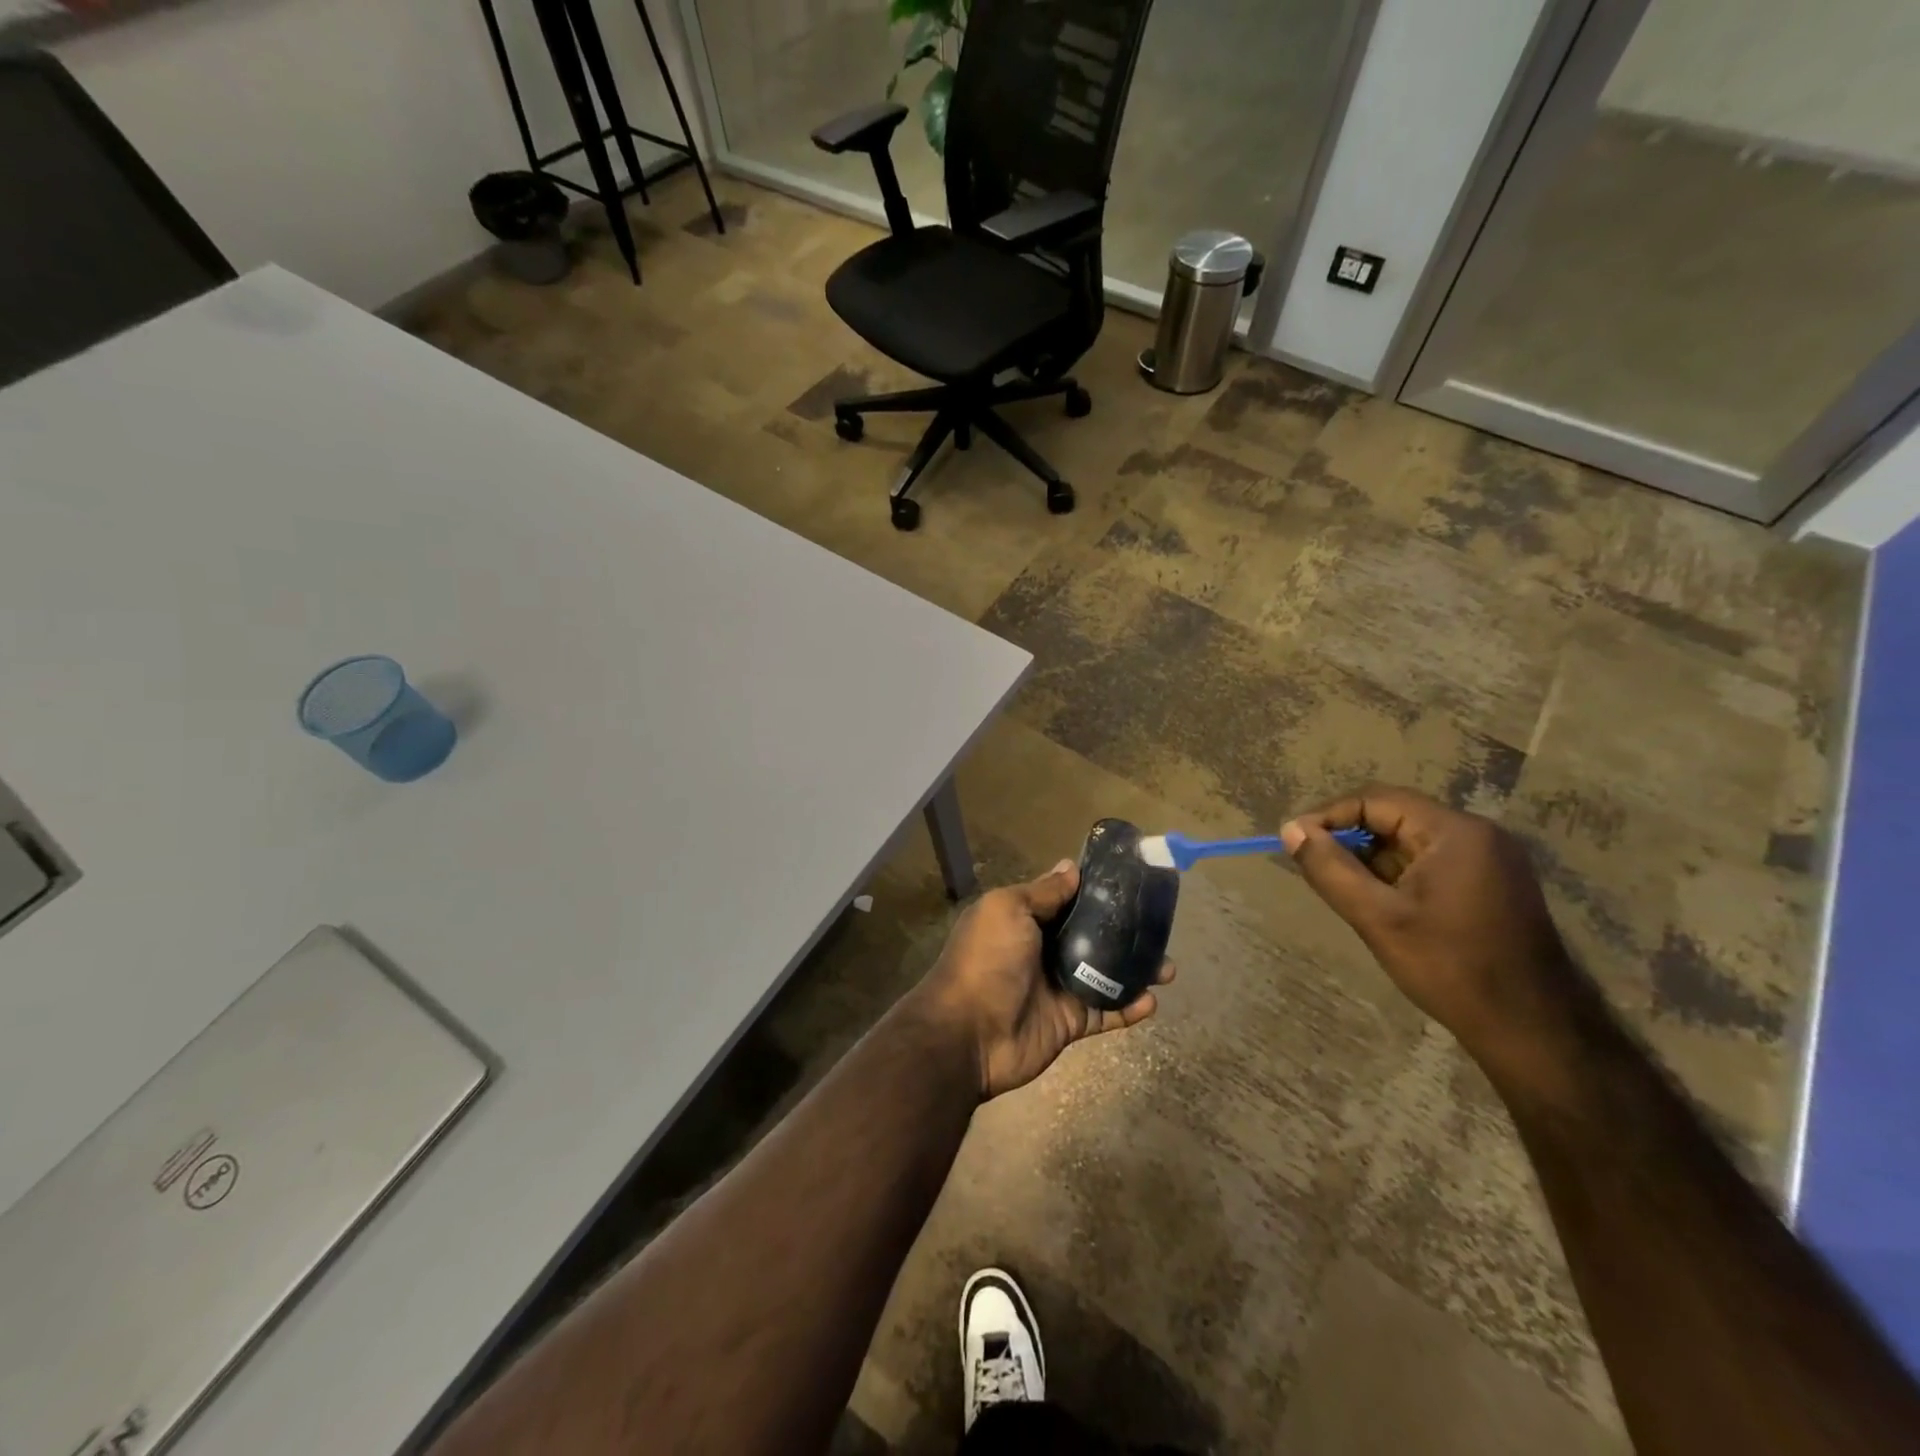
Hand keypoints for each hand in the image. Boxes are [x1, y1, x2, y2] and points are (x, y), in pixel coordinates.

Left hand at [917, 860, 1173, 1099]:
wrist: (968, 1034)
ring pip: (1105, 974)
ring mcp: (1057, 988)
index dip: (1095, 891)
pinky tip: (1153, 1000)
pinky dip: (1129, 1008)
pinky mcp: (1069, 1022)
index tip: (1131, 882)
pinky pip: (1105, 1012)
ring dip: (1136, 970)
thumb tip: (1071, 867)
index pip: (1066, 900)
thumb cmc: (987, 960)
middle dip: (1124, 932)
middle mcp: (1042, 950)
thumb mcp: (1008, 910)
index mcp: (1025, 920)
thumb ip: (1043, 892)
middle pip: (1092, 936)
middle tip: (1159, 926)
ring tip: (1168, 968)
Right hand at [1281, 786, 1576, 1075]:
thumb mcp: (1377, 918)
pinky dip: (1398, 874)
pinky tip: (1381, 904)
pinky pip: (1431, 861)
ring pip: (1411, 841)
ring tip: (1345, 890)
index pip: (1376, 800)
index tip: (1295, 841)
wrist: (1533, 1030)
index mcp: (1455, 831)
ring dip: (1372, 859)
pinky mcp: (1493, 884)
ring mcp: (1491, 859)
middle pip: (1395, 816)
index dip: (1329, 816)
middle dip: (1350, 838)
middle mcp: (1478, 834)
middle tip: (1315, 868)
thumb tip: (1291, 830)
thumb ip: (1329, 868)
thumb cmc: (1451, 968)